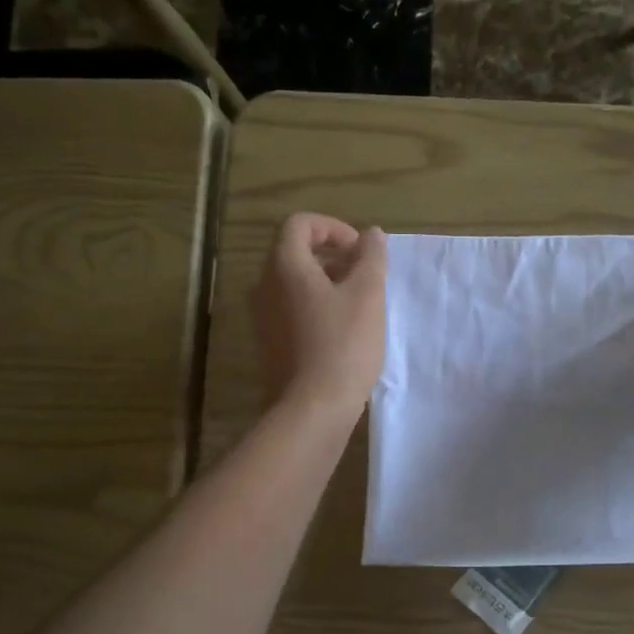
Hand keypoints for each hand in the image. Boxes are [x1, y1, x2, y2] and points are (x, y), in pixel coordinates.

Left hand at [252, 213, 388, 416]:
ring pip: (294, 284)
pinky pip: (291, 310)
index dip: (333, 228)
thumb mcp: (368, 294)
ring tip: (359, 305)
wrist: (312, 409)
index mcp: (284, 266)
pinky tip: (343, 332)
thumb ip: (371, 257)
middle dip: (333, 257)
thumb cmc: (343, 344)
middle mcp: (264, 286)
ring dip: (327, 283)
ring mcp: (262, 317)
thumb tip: (371, 234)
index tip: (361, 251)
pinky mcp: (269, 344)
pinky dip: (316, 307)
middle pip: (295, 253)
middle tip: (365, 277)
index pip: (299, 224)